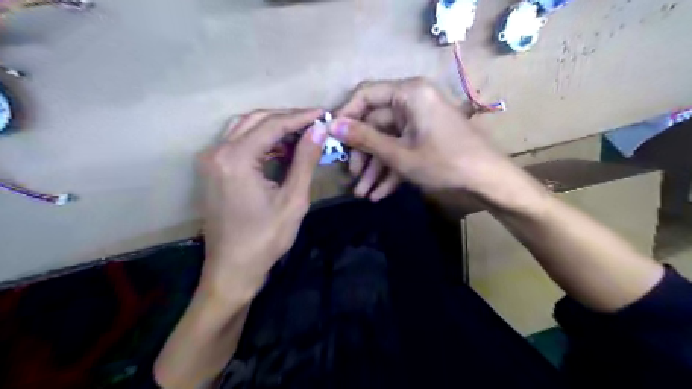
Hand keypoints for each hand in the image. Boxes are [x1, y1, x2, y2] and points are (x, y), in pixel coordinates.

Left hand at [197, 108, 326, 301]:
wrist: (233, 269)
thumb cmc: (266, 239)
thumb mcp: (293, 199)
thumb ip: (305, 160)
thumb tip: (319, 129)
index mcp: (236, 159)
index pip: (272, 125)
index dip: (301, 118)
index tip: (323, 114)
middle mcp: (217, 152)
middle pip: (256, 120)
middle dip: (287, 118)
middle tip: (314, 123)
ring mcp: (211, 161)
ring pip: (245, 128)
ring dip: (273, 128)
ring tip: (301, 134)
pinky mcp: (212, 170)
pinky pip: (238, 144)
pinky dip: (261, 142)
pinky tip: (281, 149)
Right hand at [332, 79, 533, 205]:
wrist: (487, 181)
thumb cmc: (444, 162)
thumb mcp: (399, 153)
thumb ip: (365, 138)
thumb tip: (332, 125)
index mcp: (408, 94)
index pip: (366, 94)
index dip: (346, 115)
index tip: (332, 138)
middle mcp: (412, 102)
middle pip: (375, 124)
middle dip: (363, 155)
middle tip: (351, 176)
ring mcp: (419, 122)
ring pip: (387, 142)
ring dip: (374, 168)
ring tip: (362, 194)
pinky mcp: (424, 138)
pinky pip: (401, 150)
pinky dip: (390, 170)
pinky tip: (378, 194)